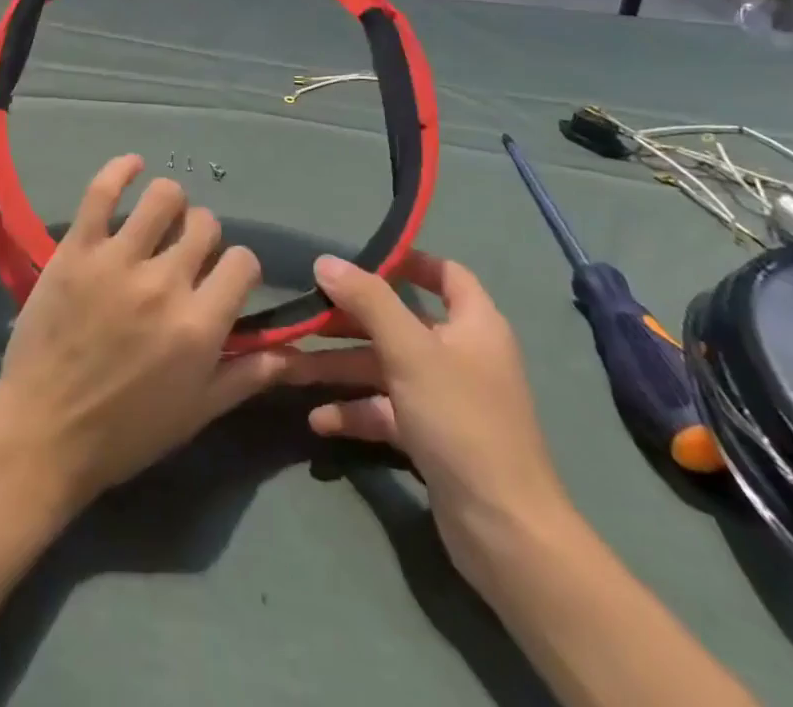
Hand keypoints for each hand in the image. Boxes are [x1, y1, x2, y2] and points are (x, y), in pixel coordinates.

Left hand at [0, 155, 291, 512]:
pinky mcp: (77, 248)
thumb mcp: (196, 414)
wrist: (44, 433)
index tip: (219, 278)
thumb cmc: (124, 433)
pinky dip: (120, 170)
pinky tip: (131, 165)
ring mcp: (118, 260)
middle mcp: (165, 283)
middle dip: (202, 236)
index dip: (237, 267)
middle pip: (204, 225)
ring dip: (168, 202)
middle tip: (182, 253)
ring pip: (163, 197)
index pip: (243, 262)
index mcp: (200, 325)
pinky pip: (102, 191)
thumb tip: (290, 351)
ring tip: (158, 217)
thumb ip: (245, 377)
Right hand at [277, 252, 570, 595]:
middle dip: (347, 319)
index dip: (407, 261)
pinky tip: (317, 419)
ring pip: (382, 366)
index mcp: (473, 324)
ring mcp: (444, 398)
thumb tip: (325, 261)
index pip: (445, 274)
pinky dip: (353, 410)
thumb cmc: (461, 421)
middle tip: (302, 315)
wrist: (504, 530)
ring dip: (338, 366)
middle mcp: (460, 354)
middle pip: (397, 321)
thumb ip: (367, 300)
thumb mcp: (409, 350)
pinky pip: (384, 409)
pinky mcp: (430, 437)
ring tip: (288, 367)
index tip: (358, 260)